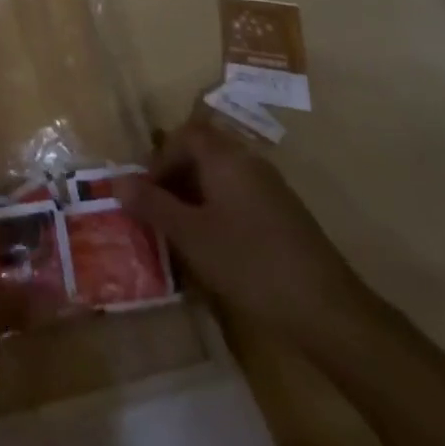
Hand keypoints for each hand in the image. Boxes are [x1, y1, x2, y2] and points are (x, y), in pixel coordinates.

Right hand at [116, 115, 366, 339]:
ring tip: (180, 232)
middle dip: (175, 177)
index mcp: (226, 158)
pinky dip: (218, 210)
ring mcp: (271, 188)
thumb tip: (116, 181)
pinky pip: (239, 196)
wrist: (328, 310)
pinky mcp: (284, 215)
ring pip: (221, 176)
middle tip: (157, 212)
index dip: (160, 157)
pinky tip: (215, 248)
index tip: (146, 192)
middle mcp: (249, 162)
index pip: (185, 134)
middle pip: (203, 151)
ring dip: (195, 196)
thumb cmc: (250, 264)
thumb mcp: (191, 236)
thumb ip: (152, 205)